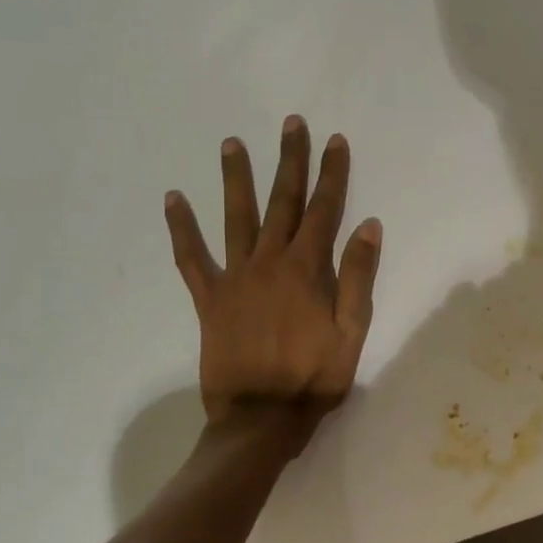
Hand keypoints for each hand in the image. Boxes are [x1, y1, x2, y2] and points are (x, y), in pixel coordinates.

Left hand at [164, 117, 382, 429]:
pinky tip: (173, 199)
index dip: (332, 173)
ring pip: (236, 217)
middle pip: (282, 202)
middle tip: (291, 124)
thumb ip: (358, 276)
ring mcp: (235, 277)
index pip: (324, 209)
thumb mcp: (352, 331)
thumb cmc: (315, 378)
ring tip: (232, 143)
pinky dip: (181, 228)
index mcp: (307, 269)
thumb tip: (369, 225)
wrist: (261, 419)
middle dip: (290, 160)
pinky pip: (191, 258)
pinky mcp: (210, 298)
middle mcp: (270, 262)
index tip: (335, 140)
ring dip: (236, 178)